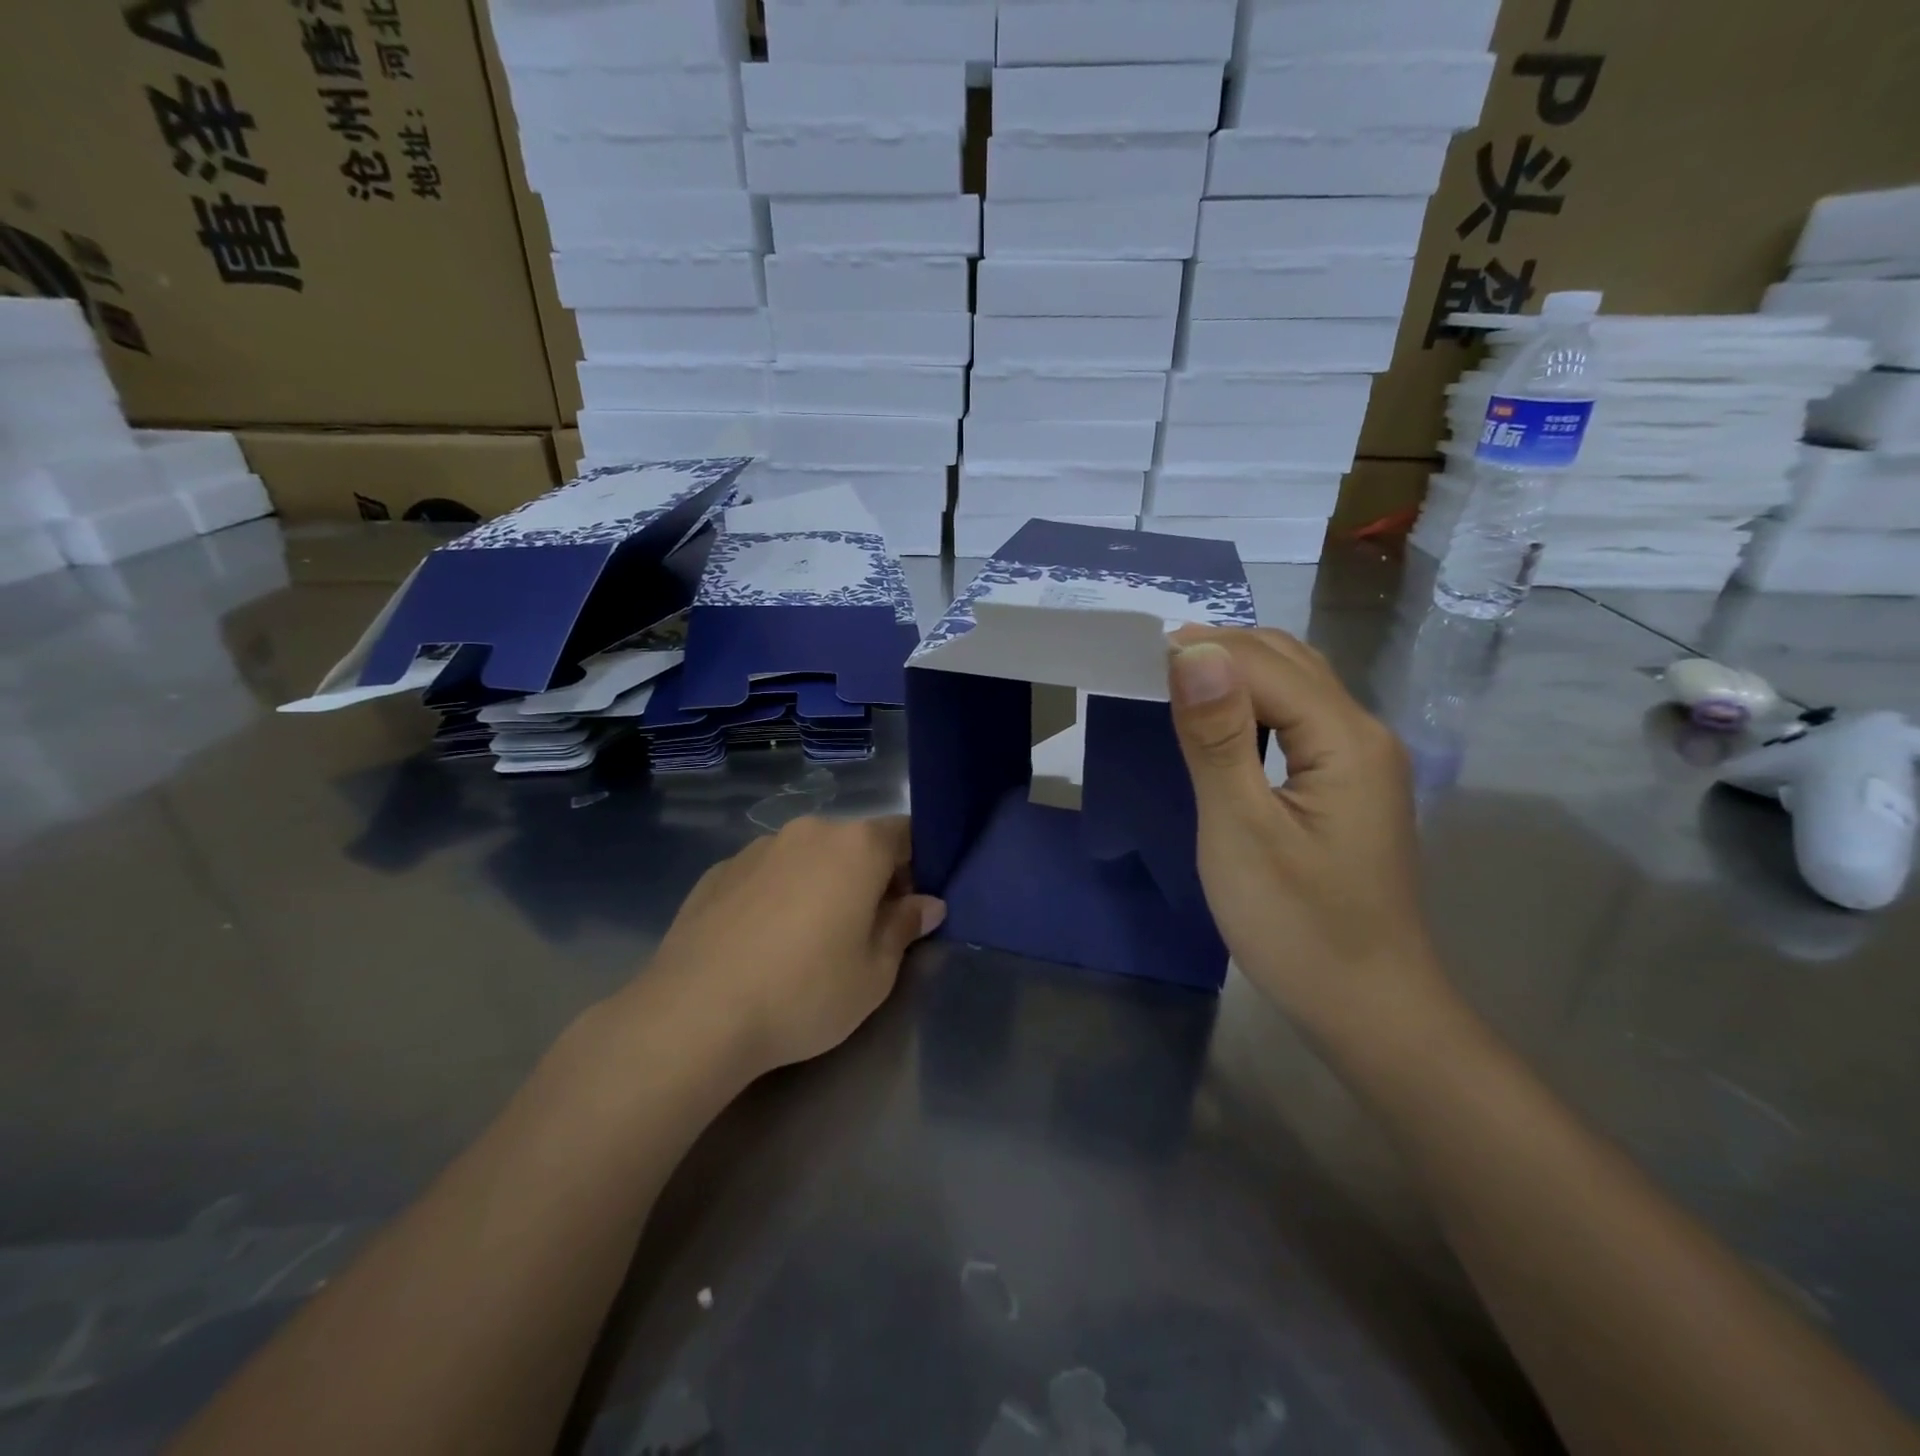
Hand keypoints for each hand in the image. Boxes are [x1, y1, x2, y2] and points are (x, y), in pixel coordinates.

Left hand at [629, 816, 945, 1081]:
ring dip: (820, 883)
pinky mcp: (718, 870)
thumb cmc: (804, 992)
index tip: (909, 907)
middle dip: (868, 876)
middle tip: (863, 930)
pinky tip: (761, 942)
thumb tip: (927, 903)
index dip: (916, 866)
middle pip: (855, 842)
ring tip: (805, 939)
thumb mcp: (875, 974)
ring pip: (807, 856)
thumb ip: (905, 927)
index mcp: (857, 846)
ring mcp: (758, 847)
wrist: (695, 1014)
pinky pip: (766, 873)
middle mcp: (809, 831)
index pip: (905, 834)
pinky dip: (776, 894)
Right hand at [1166, 627, 1450, 1040]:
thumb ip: (1218, 738)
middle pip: (1287, 661)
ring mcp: (1361, 760)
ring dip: (1235, 674)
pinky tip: (1219, 723)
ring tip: (1172, 685)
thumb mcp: (1241, 831)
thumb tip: (1194, 653)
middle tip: (1146, 668)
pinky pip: (1298, 720)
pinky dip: (1253, 705)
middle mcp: (1363, 733)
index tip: (1133, 657)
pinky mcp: (1348, 785)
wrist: (1369, 1008)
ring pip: (1295, 686)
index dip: (1200, 650)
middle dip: (1217, 651)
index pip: (1264, 662)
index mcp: (1345, 738)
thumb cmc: (1298, 927)